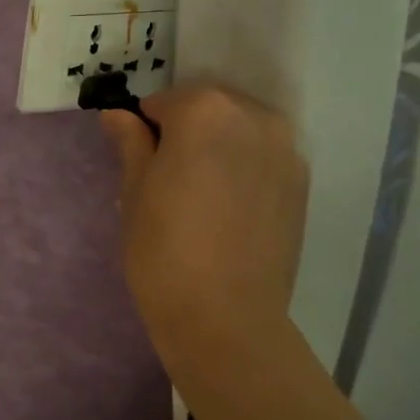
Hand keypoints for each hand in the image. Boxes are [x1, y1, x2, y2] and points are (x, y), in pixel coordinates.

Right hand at [101, 85, 308, 370]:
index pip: (164, 102)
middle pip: (208, 109)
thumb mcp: (134, 191)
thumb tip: (118, 114)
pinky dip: (245, 169)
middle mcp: (253, 117)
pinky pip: (263, 158)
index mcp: (205, 110)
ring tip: (203, 198)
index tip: (140, 165)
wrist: (225, 317)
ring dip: (219, 148)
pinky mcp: (302, 184)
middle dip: (186, 133)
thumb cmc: (163, 249)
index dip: (145, 130)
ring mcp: (285, 150)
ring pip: (239, 131)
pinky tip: (230, 211)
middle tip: (169, 181)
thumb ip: (131, 142)